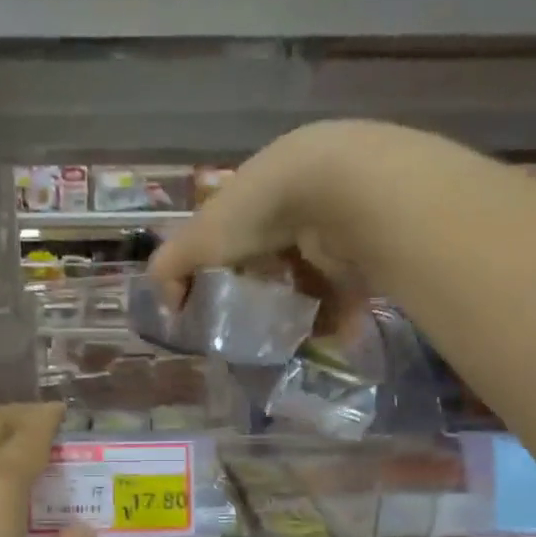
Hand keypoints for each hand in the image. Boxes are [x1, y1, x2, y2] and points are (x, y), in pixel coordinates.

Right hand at [147, 121, 452, 337]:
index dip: (223, 272)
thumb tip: (168, 308)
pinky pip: (345, 295)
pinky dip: (332, 320)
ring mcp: (335, 227)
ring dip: (298, 315)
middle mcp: (297, 206)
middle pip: (275, 263)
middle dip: (264, 298)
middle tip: (253, 333)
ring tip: (287, 345)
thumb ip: (171, 270)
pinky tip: (320, 340)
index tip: (218, 308)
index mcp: (255, 195)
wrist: (339, 191)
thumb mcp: (199, 239)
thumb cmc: (258, 212)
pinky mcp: (367, 252)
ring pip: (311, 282)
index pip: (234, 238)